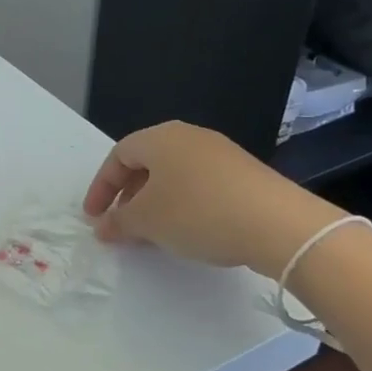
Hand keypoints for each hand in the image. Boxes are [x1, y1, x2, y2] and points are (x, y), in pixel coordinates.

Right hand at [82, 121, 347, 275]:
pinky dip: (183, 205)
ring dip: (155, 203)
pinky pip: (200, 185)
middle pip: (147, 163)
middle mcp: (190, 137)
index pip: (118, 156)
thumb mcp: (146, 221)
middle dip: (128, 196)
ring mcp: (221, 154)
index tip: (93, 217)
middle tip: (120, 225)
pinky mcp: (245, 174)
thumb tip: (102, 226)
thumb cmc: (197, 213)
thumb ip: (118, 222)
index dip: (100, 187)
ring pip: (174, 176)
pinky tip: (188, 231)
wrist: (278, 224)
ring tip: (152, 233)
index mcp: (161, 138)